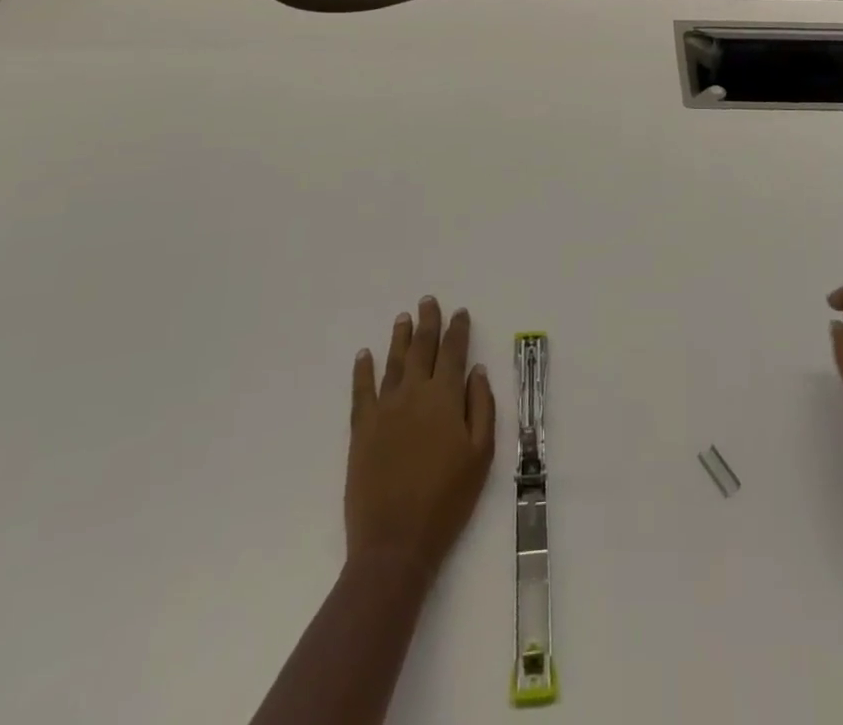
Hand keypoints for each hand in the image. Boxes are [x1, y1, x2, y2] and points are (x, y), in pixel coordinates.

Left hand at [346, 297, 495, 577]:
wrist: (395, 542)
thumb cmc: (448, 500)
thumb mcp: (481, 454)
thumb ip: (481, 407)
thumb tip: (477, 371)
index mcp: (445, 398)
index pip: (453, 352)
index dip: (457, 329)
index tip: (460, 312)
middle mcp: (414, 393)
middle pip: (421, 348)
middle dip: (427, 323)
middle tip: (428, 301)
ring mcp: (384, 409)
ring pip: (393, 362)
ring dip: (399, 338)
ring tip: (403, 318)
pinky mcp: (361, 429)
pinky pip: (361, 391)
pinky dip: (362, 370)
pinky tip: (364, 355)